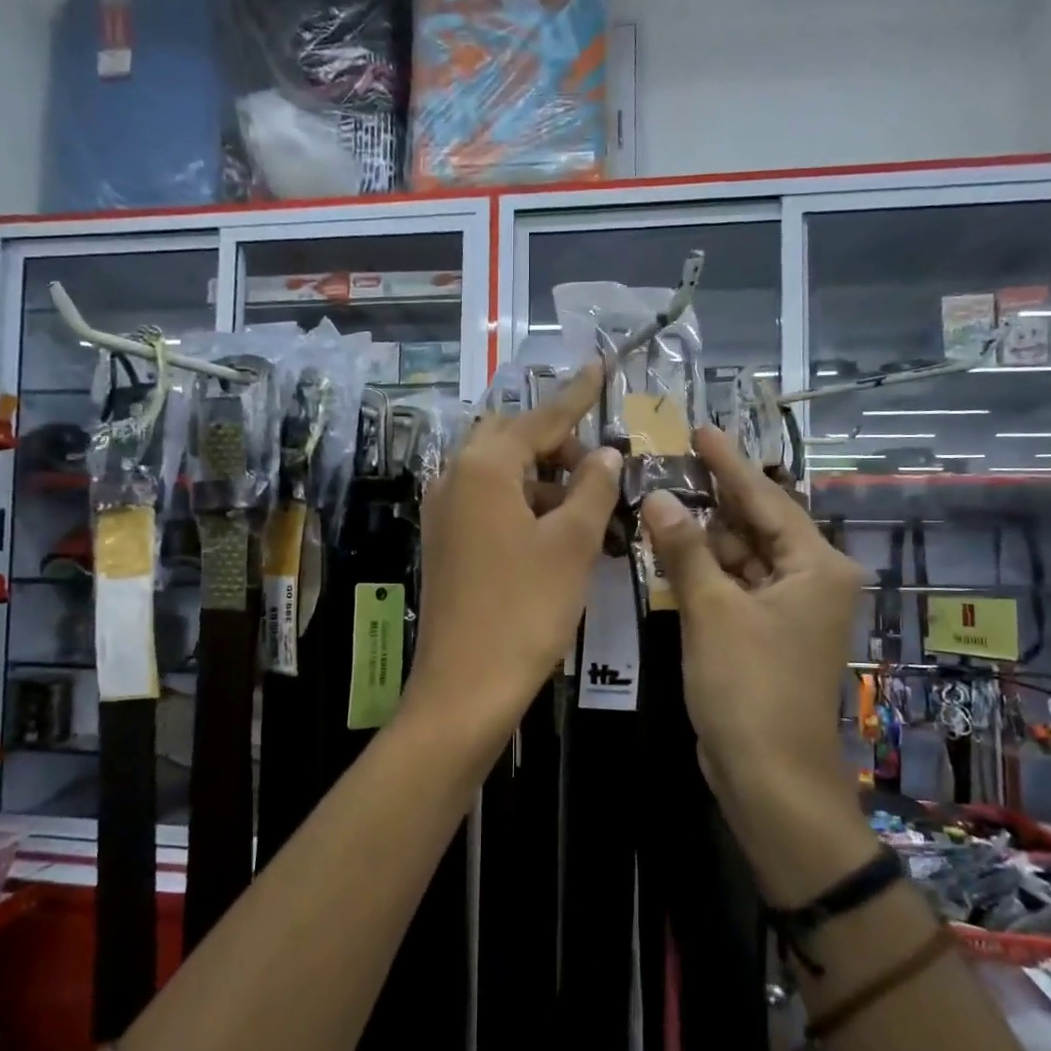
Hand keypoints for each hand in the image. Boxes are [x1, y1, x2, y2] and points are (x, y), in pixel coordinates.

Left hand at [401, 364, 620, 751]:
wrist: (465, 686)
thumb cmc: (525, 609)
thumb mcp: (571, 544)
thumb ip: (592, 489)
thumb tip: (607, 454)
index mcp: (484, 467)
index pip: (540, 418)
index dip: (575, 394)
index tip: (601, 364)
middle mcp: (454, 479)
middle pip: (512, 440)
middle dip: (557, 443)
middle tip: (599, 466)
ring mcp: (443, 513)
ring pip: (499, 474)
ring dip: (542, 479)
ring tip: (586, 506)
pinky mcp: (445, 543)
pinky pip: (487, 504)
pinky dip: (522, 505)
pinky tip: (554, 532)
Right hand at [641, 425, 874, 900]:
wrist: (768, 775)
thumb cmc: (748, 687)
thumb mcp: (712, 611)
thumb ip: (684, 549)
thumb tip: (655, 497)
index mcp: (815, 566)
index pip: (765, 499)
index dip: (728, 464)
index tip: (700, 430)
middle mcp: (810, 580)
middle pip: (755, 525)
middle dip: (712, 499)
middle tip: (668, 465)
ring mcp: (788, 610)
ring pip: (741, 557)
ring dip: (704, 537)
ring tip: (659, 501)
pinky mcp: (765, 634)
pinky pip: (734, 587)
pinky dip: (705, 571)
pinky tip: (672, 551)